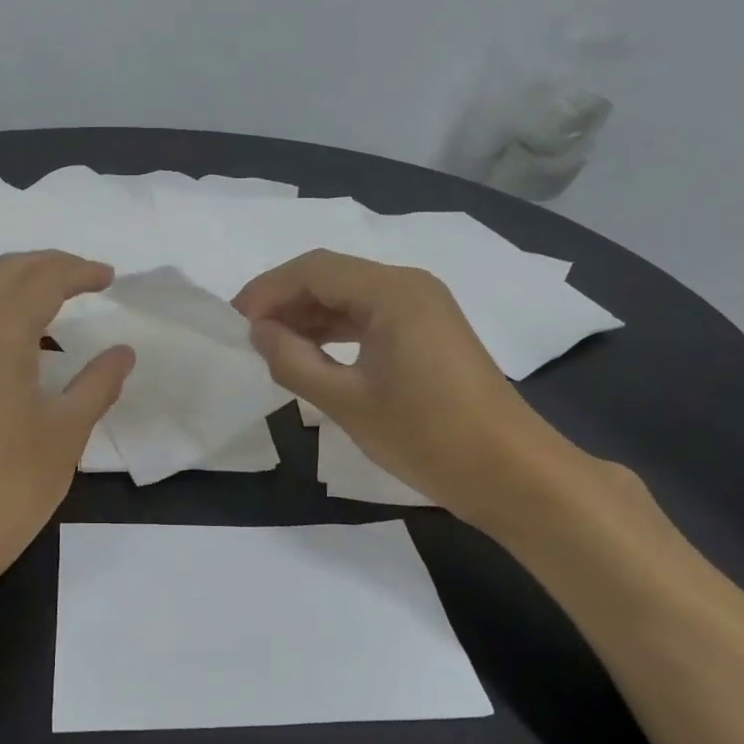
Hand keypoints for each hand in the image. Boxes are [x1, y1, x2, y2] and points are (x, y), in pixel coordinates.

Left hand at [0, 251, 134, 586]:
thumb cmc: (10, 483)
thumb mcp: (66, 432)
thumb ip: (97, 384)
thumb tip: (123, 351)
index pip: (42, 280)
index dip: (79, 272)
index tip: (111, 278)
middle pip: (7, 272)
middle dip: (50, 265)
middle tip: (90, 277)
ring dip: (26, 285)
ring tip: (66, 300)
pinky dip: (8, 311)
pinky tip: (35, 342)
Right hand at [233, 249, 574, 529]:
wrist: (511, 473)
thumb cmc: (427, 435)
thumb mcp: (347, 402)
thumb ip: (293, 361)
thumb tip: (258, 333)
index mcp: (392, 292)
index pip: (313, 270)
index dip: (266, 291)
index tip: (232, 324)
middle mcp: (409, 286)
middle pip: (331, 277)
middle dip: (284, 301)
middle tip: (247, 337)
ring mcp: (423, 308)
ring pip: (349, 296)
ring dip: (307, 316)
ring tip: (270, 347)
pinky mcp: (428, 332)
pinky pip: (369, 316)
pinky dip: (334, 330)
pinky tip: (310, 354)